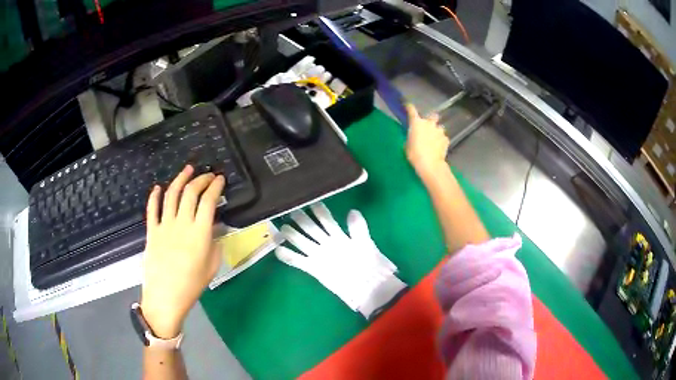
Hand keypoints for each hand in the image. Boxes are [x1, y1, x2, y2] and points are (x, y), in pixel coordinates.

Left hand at [141, 165, 225, 338]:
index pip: (208, 201)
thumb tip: (213, 229)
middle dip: (201, 179)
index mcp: (199, 233)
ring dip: (180, 179)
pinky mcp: (152, 231)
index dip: (215, 186)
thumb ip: (214, 244)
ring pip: (171, 195)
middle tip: (207, 174)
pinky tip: (158, 187)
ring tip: (187, 170)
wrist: (166, 297)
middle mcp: (181, 223)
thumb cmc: (192, 285)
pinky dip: (154, 196)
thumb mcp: (212, 266)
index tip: (220, 179)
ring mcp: (164, 226)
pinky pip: (152, 209)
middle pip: (190, 193)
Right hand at [405, 104, 449, 181]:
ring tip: (434, 140)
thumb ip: (411, 137)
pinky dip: (441, 141)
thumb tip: (414, 137)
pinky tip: (438, 148)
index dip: (409, 107)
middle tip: (427, 127)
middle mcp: (429, 123)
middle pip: (432, 115)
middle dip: (431, 119)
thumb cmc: (414, 154)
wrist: (430, 164)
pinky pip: (443, 138)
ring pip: (439, 128)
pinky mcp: (446, 139)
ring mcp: (439, 131)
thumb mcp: (407, 145)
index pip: (411, 110)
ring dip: (436, 132)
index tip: (407, 106)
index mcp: (416, 123)